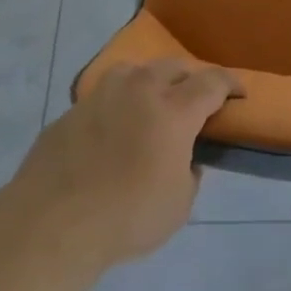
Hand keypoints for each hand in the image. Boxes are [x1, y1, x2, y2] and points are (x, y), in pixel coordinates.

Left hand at [14, 59, 242, 268]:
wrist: (52, 224)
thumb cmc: (127, 216)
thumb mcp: (179, 205)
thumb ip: (189, 174)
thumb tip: (184, 160)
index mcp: (174, 110)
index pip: (212, 82)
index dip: (230, 84)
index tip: (239, 92)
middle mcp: (140, 90)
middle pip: (173, 67)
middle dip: (191, 79)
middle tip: (196, 98)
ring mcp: (101, 96)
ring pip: (134, 71)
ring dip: (150, 81)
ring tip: (151, 101)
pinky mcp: (71, 112)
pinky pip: (103, 97)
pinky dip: (116, 105)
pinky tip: (111, 130)